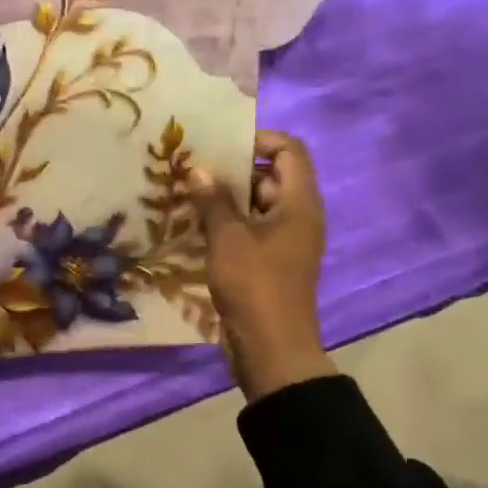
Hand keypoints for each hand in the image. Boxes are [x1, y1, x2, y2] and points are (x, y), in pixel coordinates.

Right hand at [190, 131, 338, 398]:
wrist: (272, 348)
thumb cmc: (255, 286)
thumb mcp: (228, 238)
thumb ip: (213, 201)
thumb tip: (197, 169)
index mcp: (299, 203)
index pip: (289, 150)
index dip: (259, 139)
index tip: (221, 145)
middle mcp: (298, 216)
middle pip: (271, 175)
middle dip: (234, 169)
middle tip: (194, 167)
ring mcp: (285, 240)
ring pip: (257, 203)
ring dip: (226, 197)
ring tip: (188, 192)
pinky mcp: (270, 260)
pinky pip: (250, 228)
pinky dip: (227, 221)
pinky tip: (195, 223)